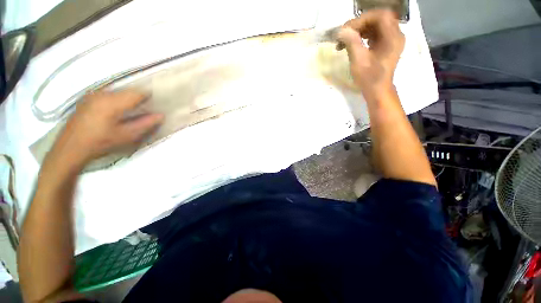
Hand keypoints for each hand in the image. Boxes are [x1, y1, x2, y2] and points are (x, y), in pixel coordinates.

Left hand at [51, 90, 163, 166]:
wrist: (71, 147)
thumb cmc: (101, 142)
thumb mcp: (127, 135)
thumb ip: (145, 124)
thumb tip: (161, 115)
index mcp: (112, 102)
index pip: (138, 92)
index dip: (150, 98)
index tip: (156, 106)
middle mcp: (102, 93)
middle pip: (128, 90)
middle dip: (139, 99)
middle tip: (145, 111)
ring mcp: (93, 94)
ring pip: (119, 92)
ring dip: (128, 99)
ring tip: (131, 112)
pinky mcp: (88, 98)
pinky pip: (109, 94)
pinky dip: (117, 100)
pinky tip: (116, 112)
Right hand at [337, 10, 404, 99]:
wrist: (377, 91)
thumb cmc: (369, 78)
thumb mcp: (359, 61)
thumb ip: (351, 43)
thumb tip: (342, 30)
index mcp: (393, 37)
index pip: (380, 16)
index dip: (363, 19)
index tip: (347, 30)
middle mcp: (396, 35)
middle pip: (378, 19)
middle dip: (360, 24)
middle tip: (345, 34)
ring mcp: (392, 40)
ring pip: (376, 25)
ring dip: (360, 29)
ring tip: (346, 39)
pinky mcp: (387, 45)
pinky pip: (376, 33)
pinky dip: (364, 35)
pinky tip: (354, 42)